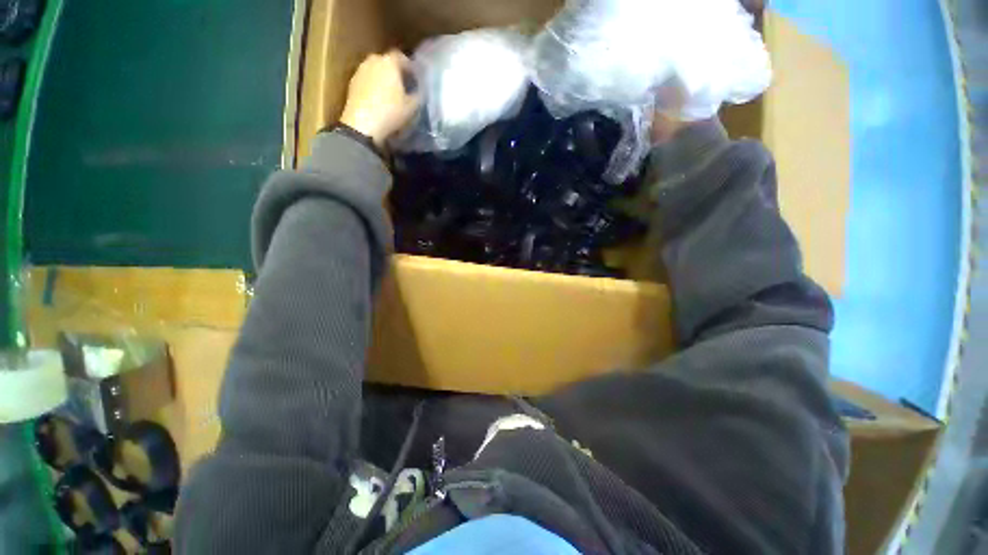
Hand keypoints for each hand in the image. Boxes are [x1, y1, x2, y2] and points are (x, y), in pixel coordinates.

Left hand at [340, 50, 419, 147]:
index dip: (410, 67)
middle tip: (403, 86)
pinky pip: (367, 80)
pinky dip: (374, 86)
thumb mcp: (412, 107)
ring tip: (391, 94)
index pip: (402, 57)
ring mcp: (360, 70)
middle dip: (395, 72)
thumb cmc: (391, 112)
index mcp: (390, 62)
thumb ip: (418, 95)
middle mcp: (373, 60)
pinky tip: (379, 100)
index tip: (415, 79)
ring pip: (376, 70)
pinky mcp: (352, 83)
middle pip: (387, 62)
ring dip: (383, 79)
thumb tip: (419, 90)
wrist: (362, 124)